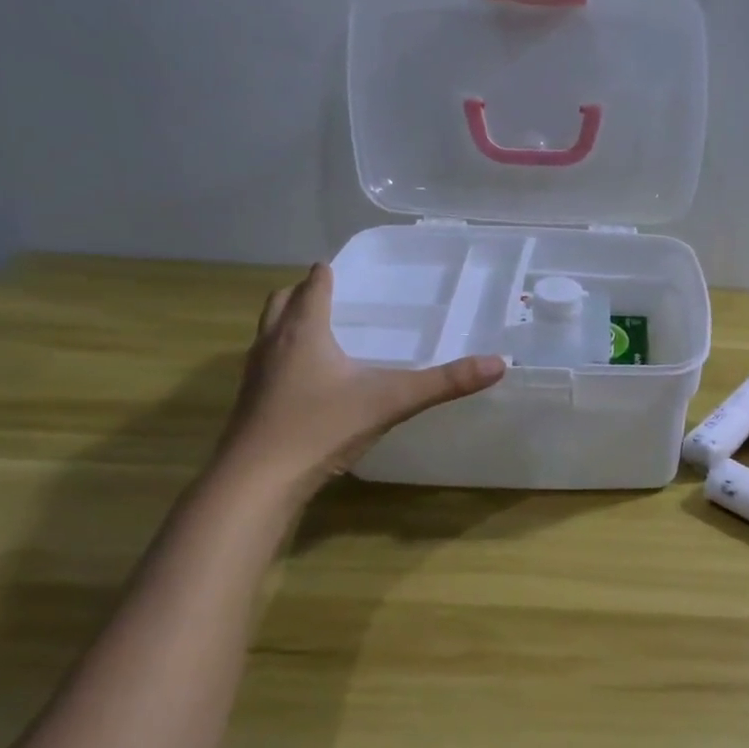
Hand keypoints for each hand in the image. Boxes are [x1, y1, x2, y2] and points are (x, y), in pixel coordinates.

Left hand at [215, 264, 505, 498]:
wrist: (258, 480)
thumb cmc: (321, 428)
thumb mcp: (391, 401)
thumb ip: (444, 383)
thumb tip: (498, 364)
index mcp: (305, 331)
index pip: (314, 286)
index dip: (328, 274)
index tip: (341, 268)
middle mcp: (274, 343)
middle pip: (282, 301)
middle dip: (303, 293)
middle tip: (331, 295)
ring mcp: (256, 373)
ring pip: (269, 332)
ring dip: (289, 323)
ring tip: (319, 332)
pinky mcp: (250, 401)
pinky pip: (267, 363)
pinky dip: (284, 356)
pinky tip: (307, 381)